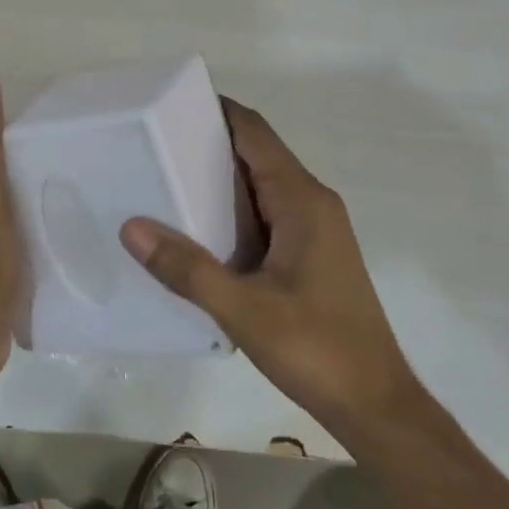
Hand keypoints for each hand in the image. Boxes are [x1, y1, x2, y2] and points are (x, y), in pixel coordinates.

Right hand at [120, 99, 416, 438]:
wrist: (377, 405)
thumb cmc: (316, 348)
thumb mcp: (243, 310)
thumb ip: (186, 268)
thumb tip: (131, 226)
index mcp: (301, 199)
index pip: (255, 132)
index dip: (218, 110)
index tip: (172, 102)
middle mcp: (312, 201)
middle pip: (257, 152)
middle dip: (210, 142)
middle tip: (155, 142)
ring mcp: (317, 227)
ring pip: (263, 183)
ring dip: (221, 177)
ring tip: (166, 178)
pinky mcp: (314, 251)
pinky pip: (269, 210)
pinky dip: (236, 207)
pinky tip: (201, 228)